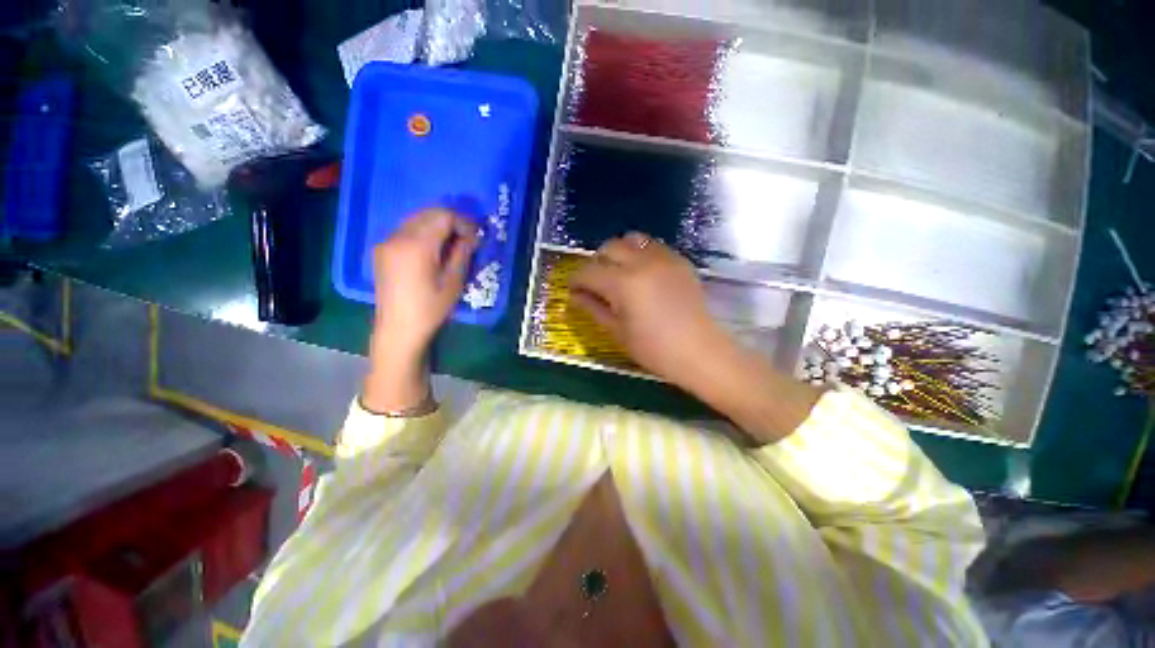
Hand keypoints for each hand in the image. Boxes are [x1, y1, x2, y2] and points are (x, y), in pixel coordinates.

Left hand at [364, 208, 477, 412]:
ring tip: (452, 244)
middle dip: (451, 221)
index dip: (463, 222)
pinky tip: (433, 250)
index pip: (443, 216)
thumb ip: (462, 253)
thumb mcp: (453, 281)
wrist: (398, 329)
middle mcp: (398, 237)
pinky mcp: (382, 251)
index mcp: (417, 245)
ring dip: (437, 225)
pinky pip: (406, 231)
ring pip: (416, 220)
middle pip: (428, 214)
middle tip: (467, 238)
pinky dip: (423, 232)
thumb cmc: (430, 308)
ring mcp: (387, 242)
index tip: (476, 237)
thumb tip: (471, 237)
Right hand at [569, 233, 732, 390]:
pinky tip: (643, 274)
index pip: (589, 272)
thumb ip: (593, 308)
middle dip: (596, 262)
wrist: (699, 352)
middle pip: (609, 247)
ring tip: (619, 272)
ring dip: (619, 252)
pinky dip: (641, 253)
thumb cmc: (654, 349)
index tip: (573, 289)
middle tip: (596, 282)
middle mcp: (642, 262)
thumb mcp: (617, 332)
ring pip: (632, 239)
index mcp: (623, 283)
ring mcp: (664, 258)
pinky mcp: (680, 261)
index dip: (576, 280)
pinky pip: (654, 246)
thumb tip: (574, 296)